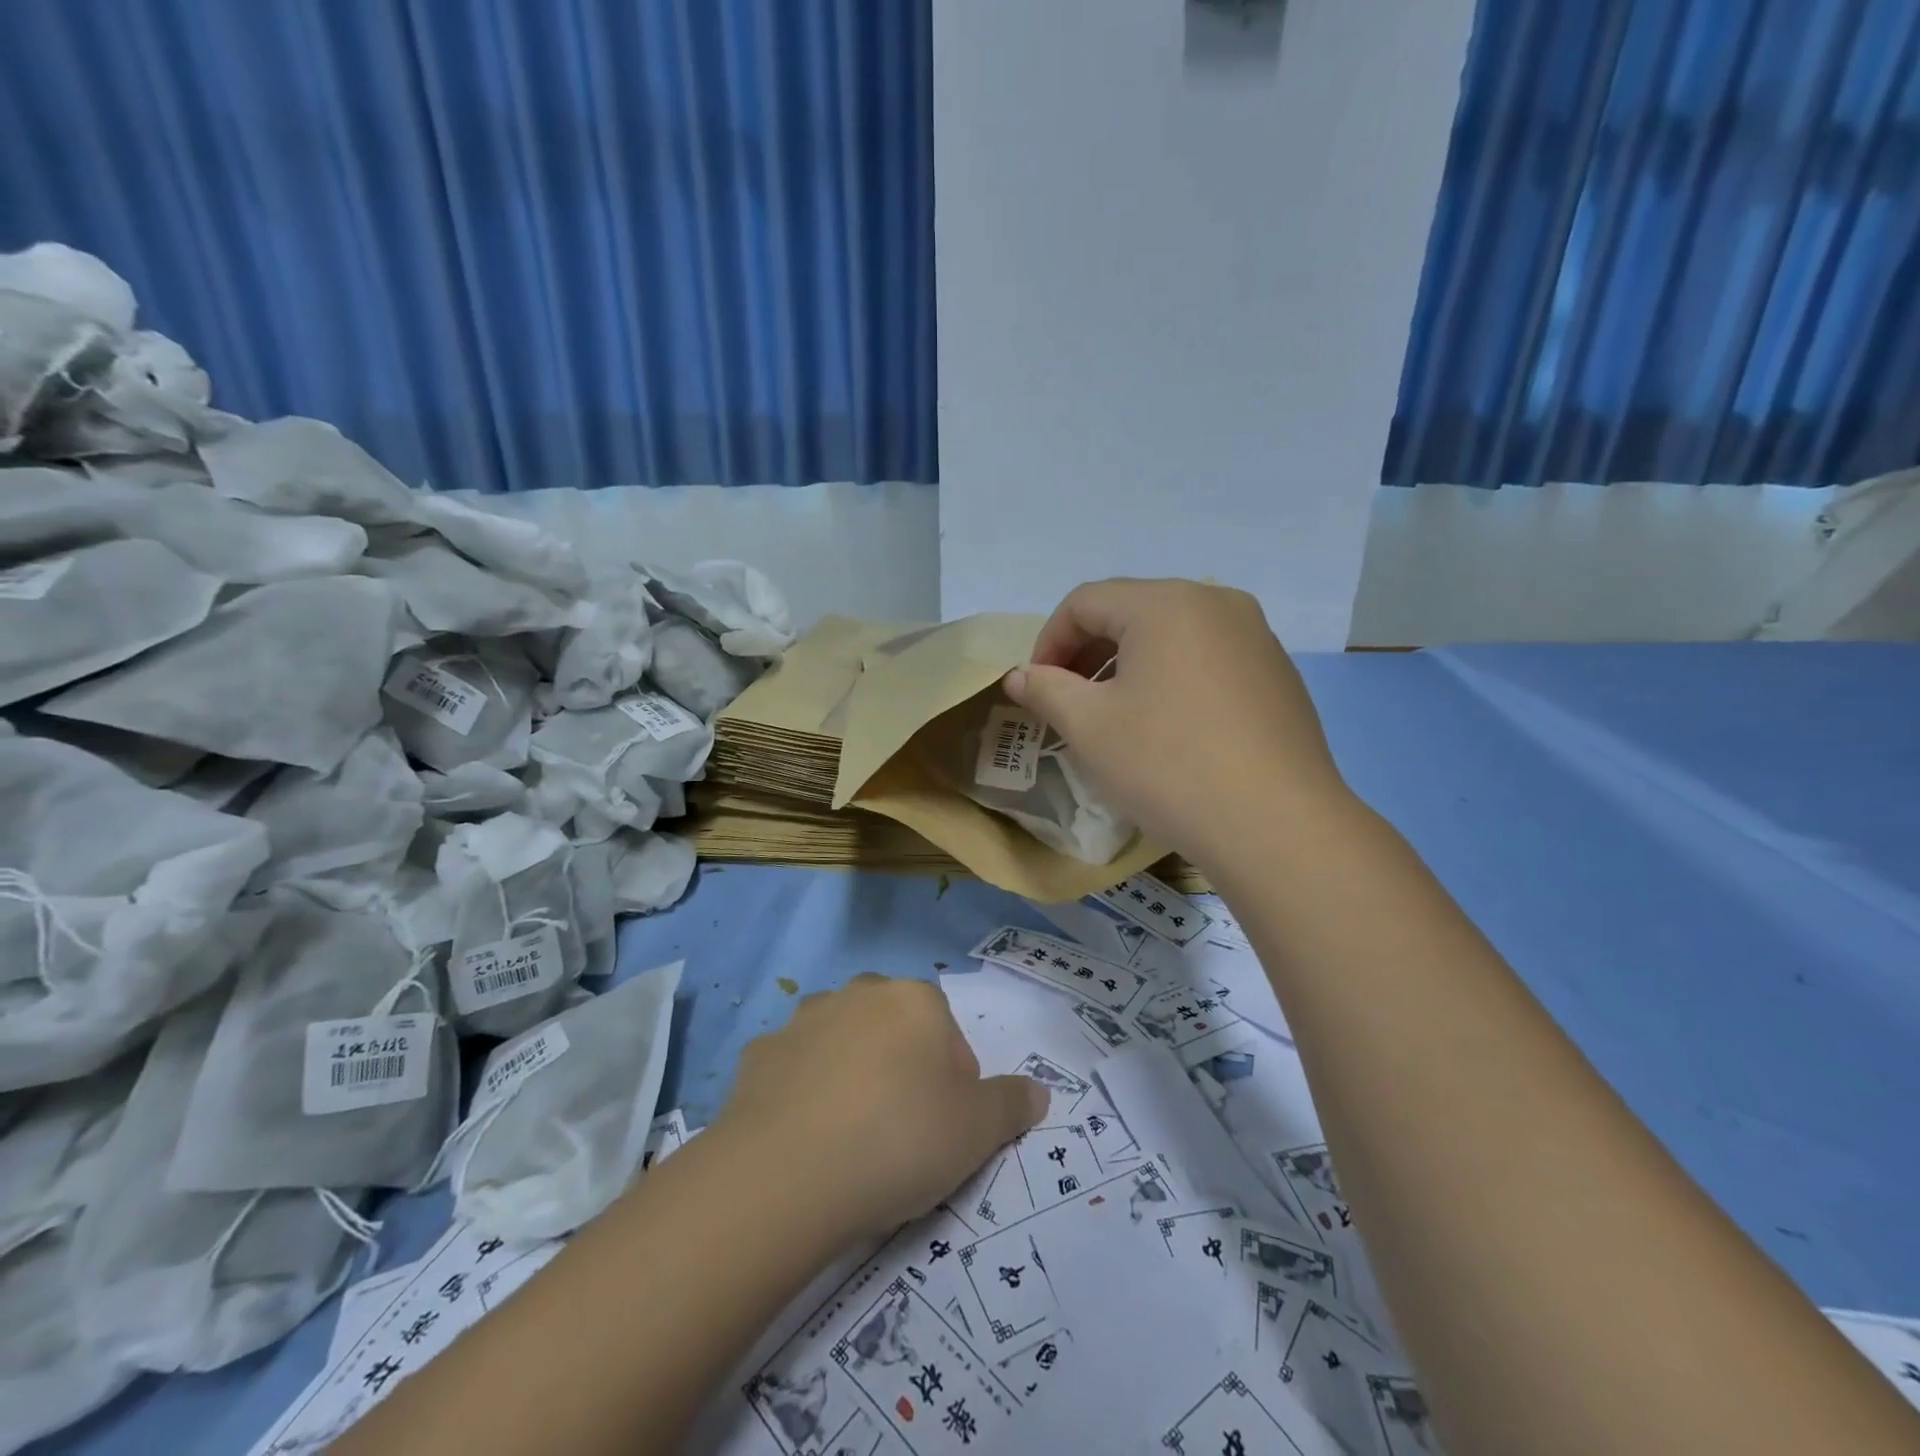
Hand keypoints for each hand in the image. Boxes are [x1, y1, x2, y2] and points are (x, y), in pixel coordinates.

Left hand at [715, 975, 1046, 1240]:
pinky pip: (793, 1072)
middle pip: (892, 1030)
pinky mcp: (757, 1056)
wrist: (787, 1174)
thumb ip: (1013, 1103)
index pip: (947, 1032)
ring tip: (848, 1140)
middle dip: (901, 1070)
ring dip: (849, 1076)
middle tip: (899, 1133)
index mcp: (914, 1000)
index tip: (943, 1128)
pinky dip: (801, 1096)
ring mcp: (802, 1021)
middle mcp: (858, 994)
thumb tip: (1039, 1091)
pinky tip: (801, 1142)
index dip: (952, 1081)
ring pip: (840, 1044)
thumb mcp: (978, 1131)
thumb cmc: (899, 1139)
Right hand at [1004, 578, 1351, 867]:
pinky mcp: (1278, 673)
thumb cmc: (1167, 764)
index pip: (1085, 602)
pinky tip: (1170, 729)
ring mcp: (1255, 636)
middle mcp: (1216, 602)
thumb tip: (1019, 675)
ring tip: (1115, 716)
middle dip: (1088, 653)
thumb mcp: (1089, 726)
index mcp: (1165, 602)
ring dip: (1129, 666)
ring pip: (1171, 635)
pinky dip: (1172, 678)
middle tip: (1069, 701)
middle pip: (1130, 611)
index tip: (1037, 689)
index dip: (1048, 641)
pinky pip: (1208, 658)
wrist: (1276, 824)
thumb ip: (1045, 689)